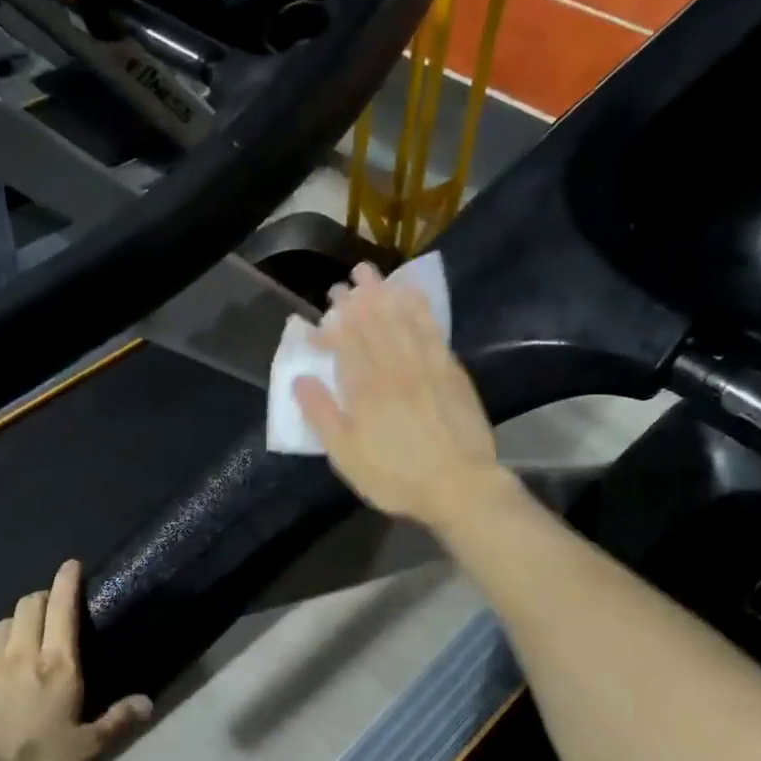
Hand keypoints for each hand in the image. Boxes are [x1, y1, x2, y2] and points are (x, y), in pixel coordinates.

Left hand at [0, 561, 152, 760]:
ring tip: (22, 637)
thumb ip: (115, 725)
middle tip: (52, 606)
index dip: (68, 583)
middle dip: (42, 597)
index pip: (63, 610)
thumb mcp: (80, 754)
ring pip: (2, 625)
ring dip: (16, 622)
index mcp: (57, 666)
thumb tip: (147, 702)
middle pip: (30, 606)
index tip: (72, 564)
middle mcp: (21, 653)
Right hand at [296, 262, 507, 530]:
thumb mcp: (347, 457)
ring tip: (372, 274)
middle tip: (344, 282)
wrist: (460, 486)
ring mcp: (427, 365)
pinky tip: (413, 297)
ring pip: (402, 319)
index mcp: (366, 389)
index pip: (345, 345)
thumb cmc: (396, 478)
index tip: (318, 321)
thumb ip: (322, 416)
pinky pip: (432, 329)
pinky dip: (420, 309)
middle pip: (373, 324)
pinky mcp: (452, 371)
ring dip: (385, 294)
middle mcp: (395, 368)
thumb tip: (300, 380)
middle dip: (356, 301)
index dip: (331, 329)